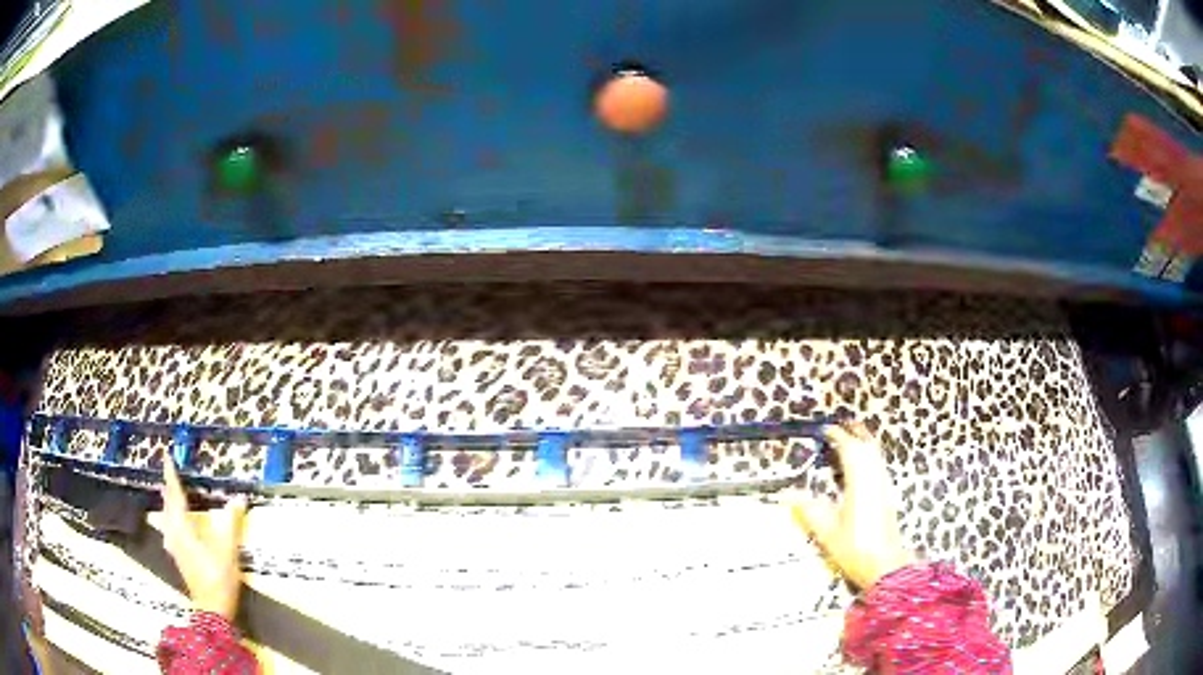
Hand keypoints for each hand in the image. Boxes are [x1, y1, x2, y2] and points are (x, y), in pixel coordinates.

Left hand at [154, 449, 247, 619]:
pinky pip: (169, 531)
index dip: (171, 476)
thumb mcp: (228, 550)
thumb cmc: (219, 577)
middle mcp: (175, 534)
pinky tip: (169, 530)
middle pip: (168, 507)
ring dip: (167, 505)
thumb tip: (239, 498)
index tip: (167, 457)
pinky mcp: (179, 558)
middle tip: (168, 474)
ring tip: (166, 496)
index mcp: (183, 528)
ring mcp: (175, 548)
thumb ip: (231, 523)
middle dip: (168, 489)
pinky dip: (169, 521)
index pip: (175, 495)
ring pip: (167, 519)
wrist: (212, 608)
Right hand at [788, 422, 913, 589]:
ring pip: (876, 454)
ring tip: (851, 439)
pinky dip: (870, 455)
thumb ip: (808, 510)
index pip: (849, 449)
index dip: (837, 436)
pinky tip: (862, 465)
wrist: (884, 564)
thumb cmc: (854, 547)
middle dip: (855, 432)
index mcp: (859, 481)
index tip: (825, 430)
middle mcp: (874, 477)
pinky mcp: (888, 494)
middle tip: (840, 426)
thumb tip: (787, 494)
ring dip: (864, 442)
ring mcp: (883, 485)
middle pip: (867, 445)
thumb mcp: (826, 531)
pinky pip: (879, 464)